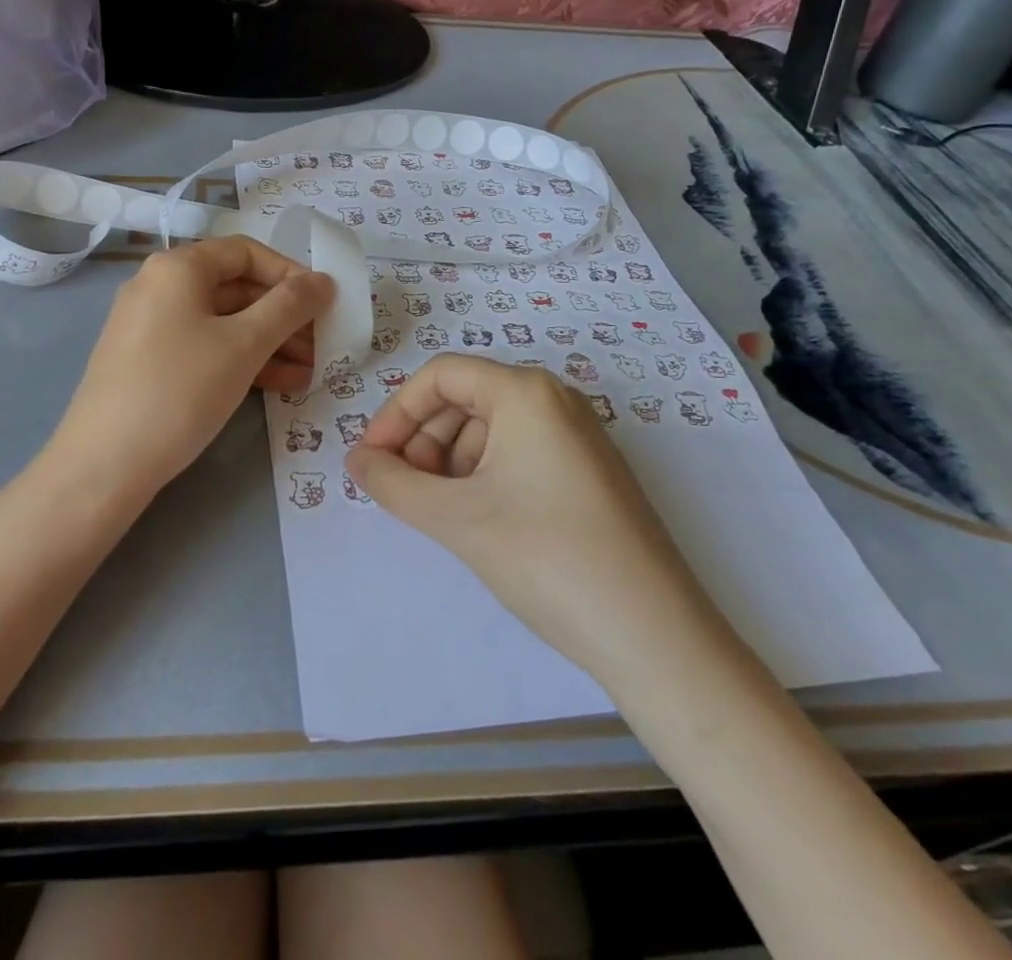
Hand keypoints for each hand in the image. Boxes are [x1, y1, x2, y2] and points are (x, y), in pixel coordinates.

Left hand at [47, 237, 333, 497]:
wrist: (103, 466)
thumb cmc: (180, 390)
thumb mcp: (244, 345)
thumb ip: (289, 307)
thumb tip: (323, 280)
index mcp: (178, 267)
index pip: (246, 252)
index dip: (290, 273)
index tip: (323, 303)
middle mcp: (159, 286)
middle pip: (236, 287)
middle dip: (284, 315)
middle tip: (323, 344)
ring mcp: (150, 325)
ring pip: (223, 321)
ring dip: (269, 342)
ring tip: (310, 371)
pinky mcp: (148, 361)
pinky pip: (204, 346)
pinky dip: (241, 359)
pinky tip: (278, 385)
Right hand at [346, 354, 714, 679]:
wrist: (654, 635)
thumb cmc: (546, 557)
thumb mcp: (456, 519)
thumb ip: (393, 484)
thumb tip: (357, 460)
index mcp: (525, 392)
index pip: (440, 376)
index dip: (396, 412)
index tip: (372, 459)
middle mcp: (555, 399)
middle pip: (465, 398)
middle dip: (423, 438)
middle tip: (402, 490)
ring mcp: (578, 436)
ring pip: (492, 428)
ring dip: (450, 460)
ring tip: (437, 511)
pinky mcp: (590, 472)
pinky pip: (520, 452)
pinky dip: (485, 475)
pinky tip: (477, 519)